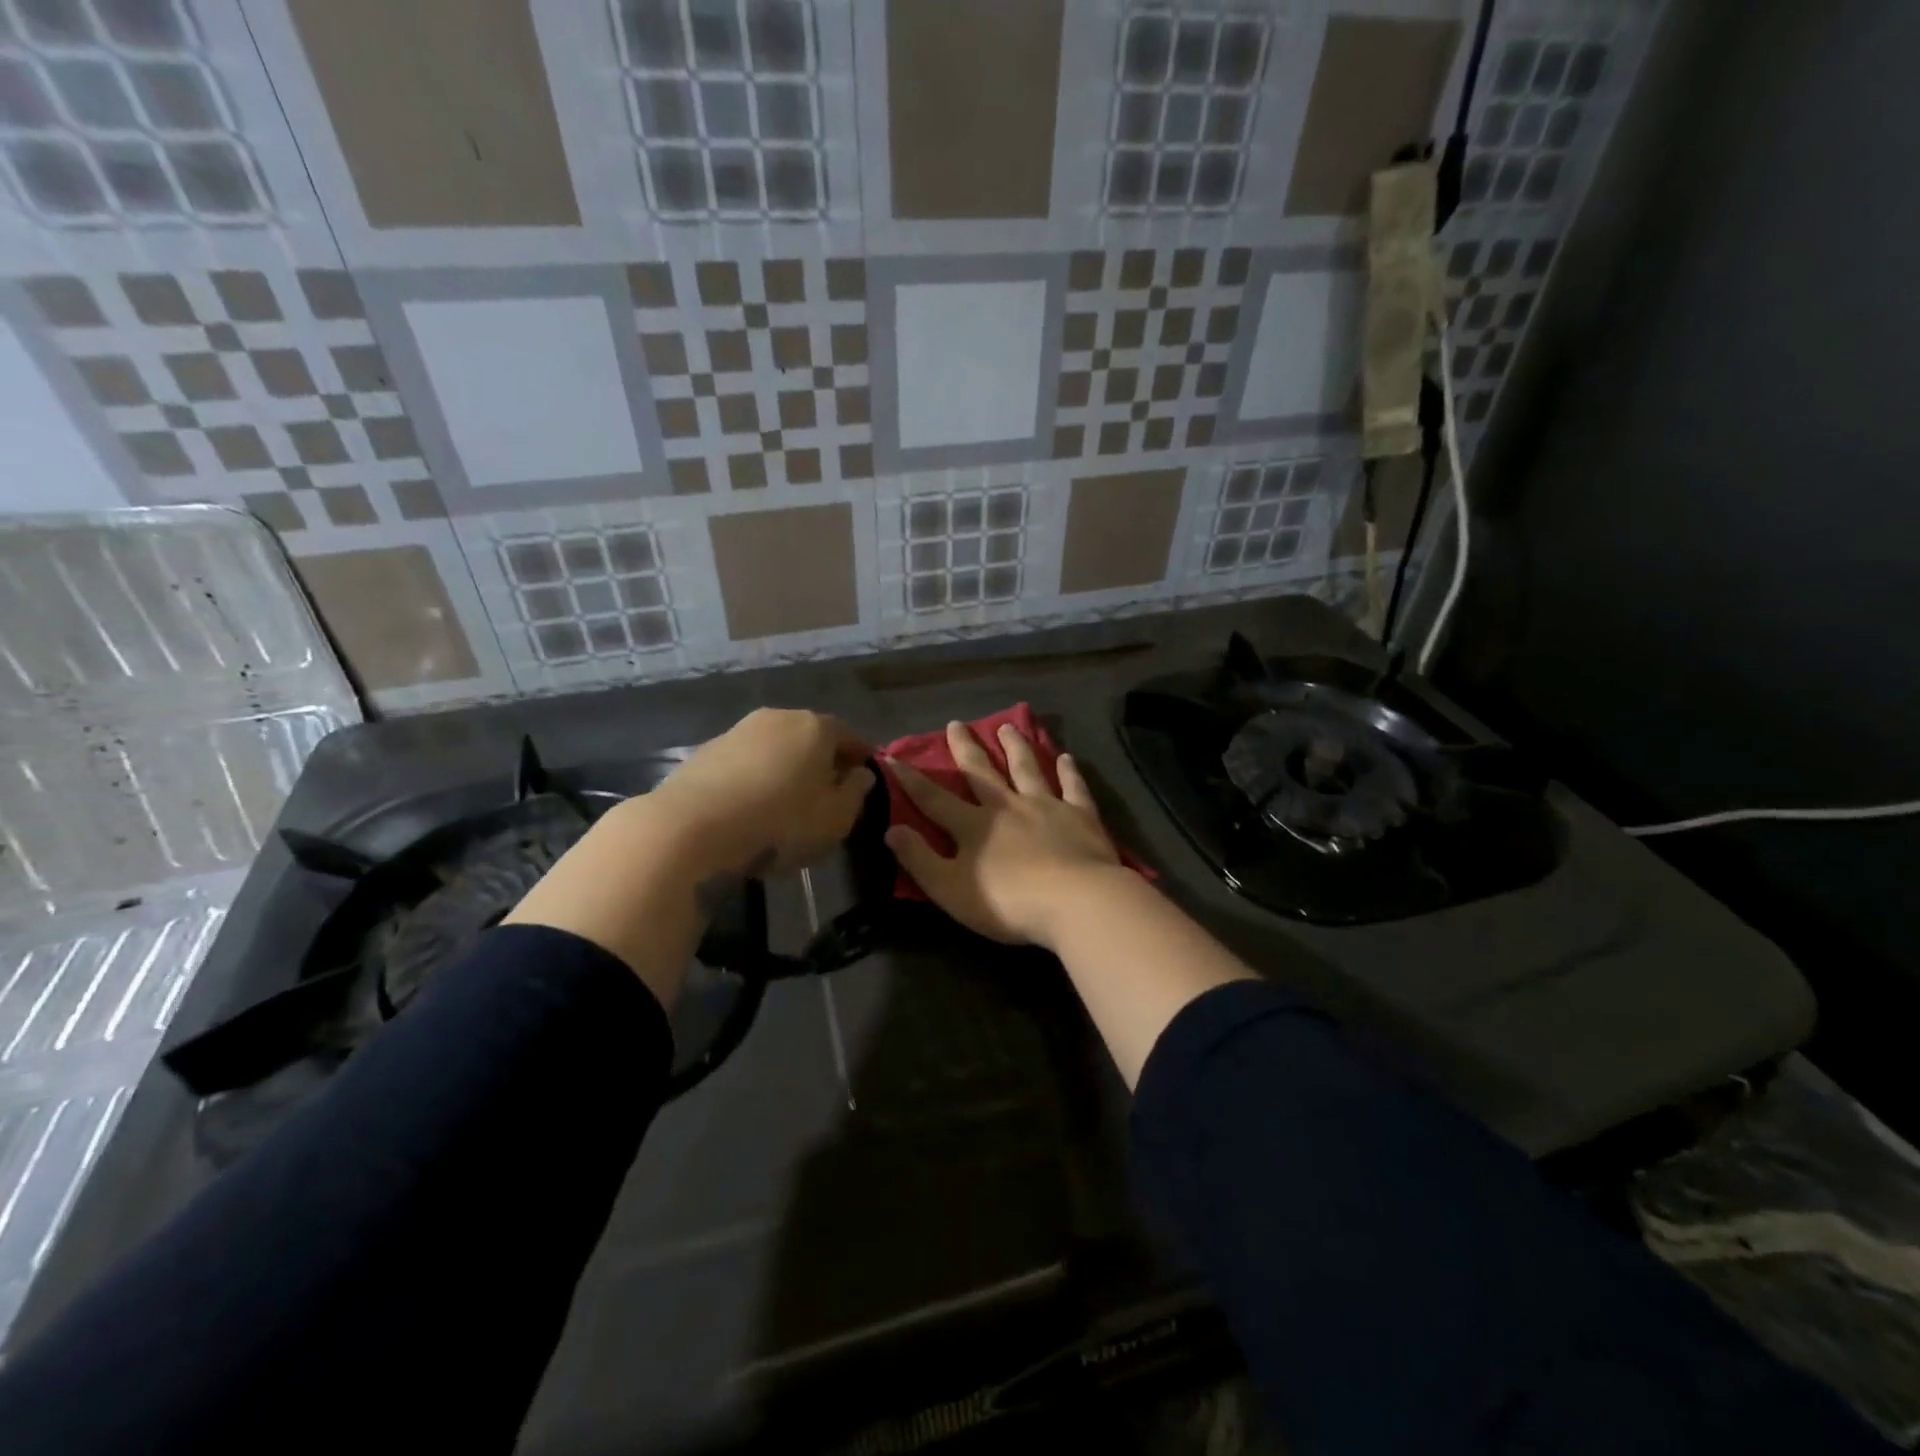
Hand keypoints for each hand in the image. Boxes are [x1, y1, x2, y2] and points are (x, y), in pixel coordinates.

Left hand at [650, 708, 873, 878]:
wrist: (692, 825)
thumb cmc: (780, 821)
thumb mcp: (836, 819)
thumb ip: (856, 793)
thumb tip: (859, 774)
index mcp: (816, 727)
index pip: (851, 737)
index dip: (861, 759)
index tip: (864, 781)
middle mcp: (779, 717)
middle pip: (811, 738)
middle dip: (822, 763)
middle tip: (827, 795)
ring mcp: (739, 731)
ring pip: (776, 749)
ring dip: (786, 770)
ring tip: (787, 804)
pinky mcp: (707, 751)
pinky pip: (746, 763)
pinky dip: (756, 779)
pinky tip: (752, 807)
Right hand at [886, 721, 1123, 948]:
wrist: (1076, 901)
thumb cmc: (1008, 902)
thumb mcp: (951, 889)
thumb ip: (920, 859)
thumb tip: (891, 829)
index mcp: (973, 826)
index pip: (933, 799)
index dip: (910, 780)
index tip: (893, 757)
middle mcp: (1007, 806)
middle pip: (981, 772)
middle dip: (966, 749)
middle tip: (956, 724)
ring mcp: (1046, 806)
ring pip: (1027, 769)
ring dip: (1016, 747)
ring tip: (1008, 727)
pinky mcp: (1081, 815)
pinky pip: (1073, 787)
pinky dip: (1069, 771)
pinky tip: (1066, 758)